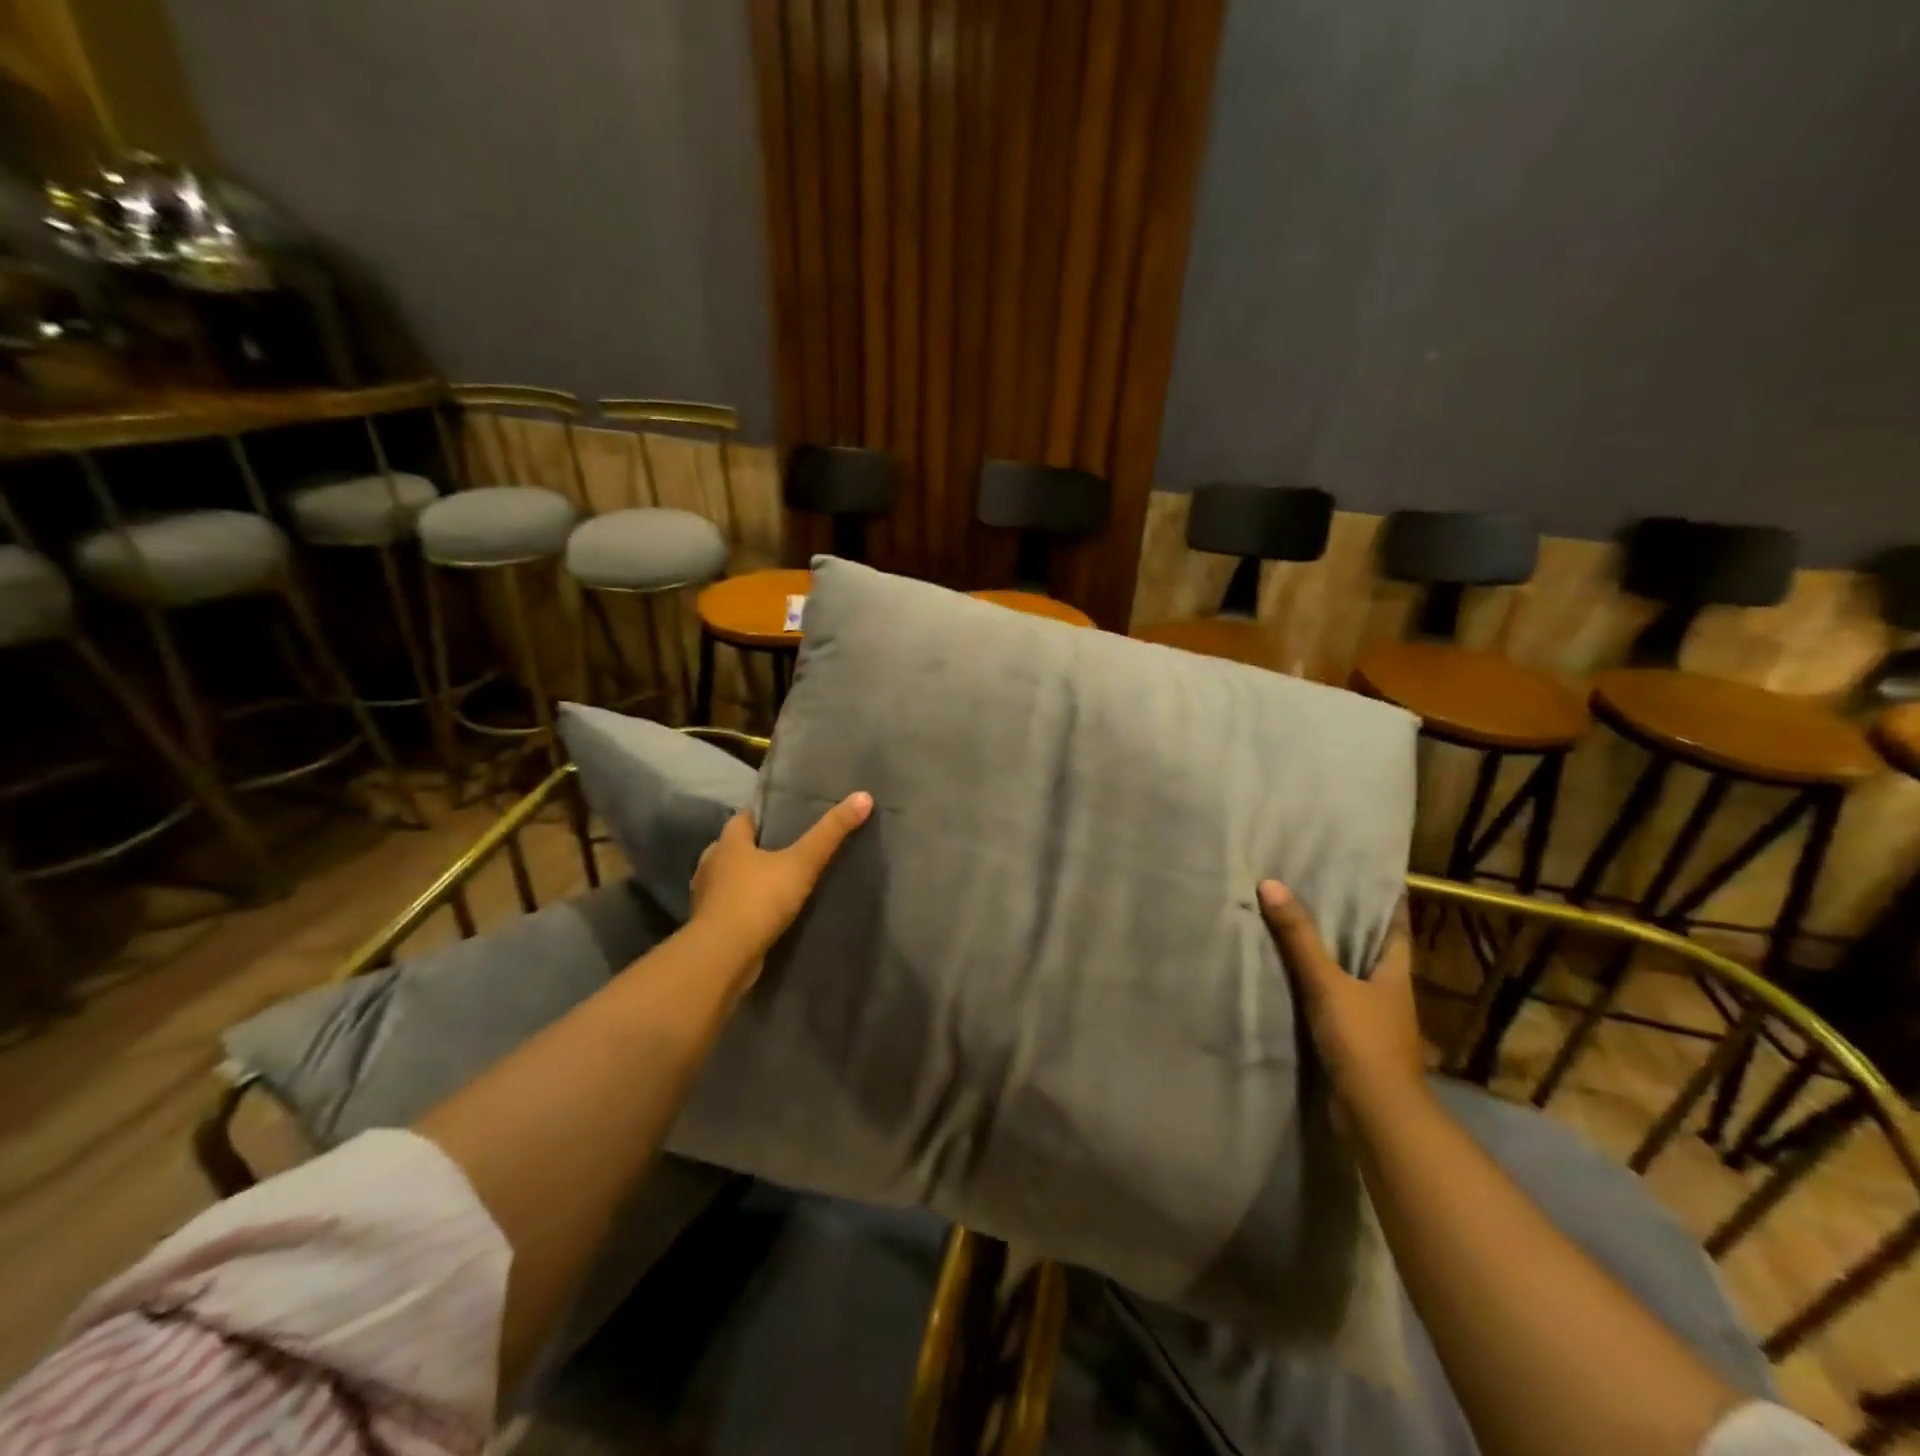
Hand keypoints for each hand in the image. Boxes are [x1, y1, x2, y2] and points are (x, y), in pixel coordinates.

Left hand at [689, 792, 873, 974]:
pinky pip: (733, 907)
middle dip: (760, 848)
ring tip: (784, 882)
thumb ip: (830, 832)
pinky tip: (769, 913)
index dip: (766, 815)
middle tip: (793, 849)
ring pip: (732, 879)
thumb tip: (864, 796)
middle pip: (737, 847)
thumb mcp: (802, 863)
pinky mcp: (711, 926)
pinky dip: (748, 906)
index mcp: (727, 842)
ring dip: (752, 879)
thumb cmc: (758, 900)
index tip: (790, 816)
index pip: (745, 817)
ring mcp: (707, 897)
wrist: (723, 958)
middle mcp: (711, 864)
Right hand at [1259, 881, 1424, 1110]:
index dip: (1386, 900)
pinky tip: (1291, 974)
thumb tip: (1271, 884)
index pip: (1396, 925)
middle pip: (1372, 947)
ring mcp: (1374, 1017)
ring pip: (1352, 973)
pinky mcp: (1354, 1039)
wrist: (1376, 1113)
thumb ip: (1300, 938)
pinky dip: (1317, 983)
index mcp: (1395, 972)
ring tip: (1297, 923)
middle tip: (1318, 888)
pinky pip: (1334, 998)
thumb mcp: (1327, 983)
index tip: (1367, 872)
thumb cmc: (1363, 1040)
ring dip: (1331, 953)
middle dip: (1351, 921)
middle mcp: (1390, 991)